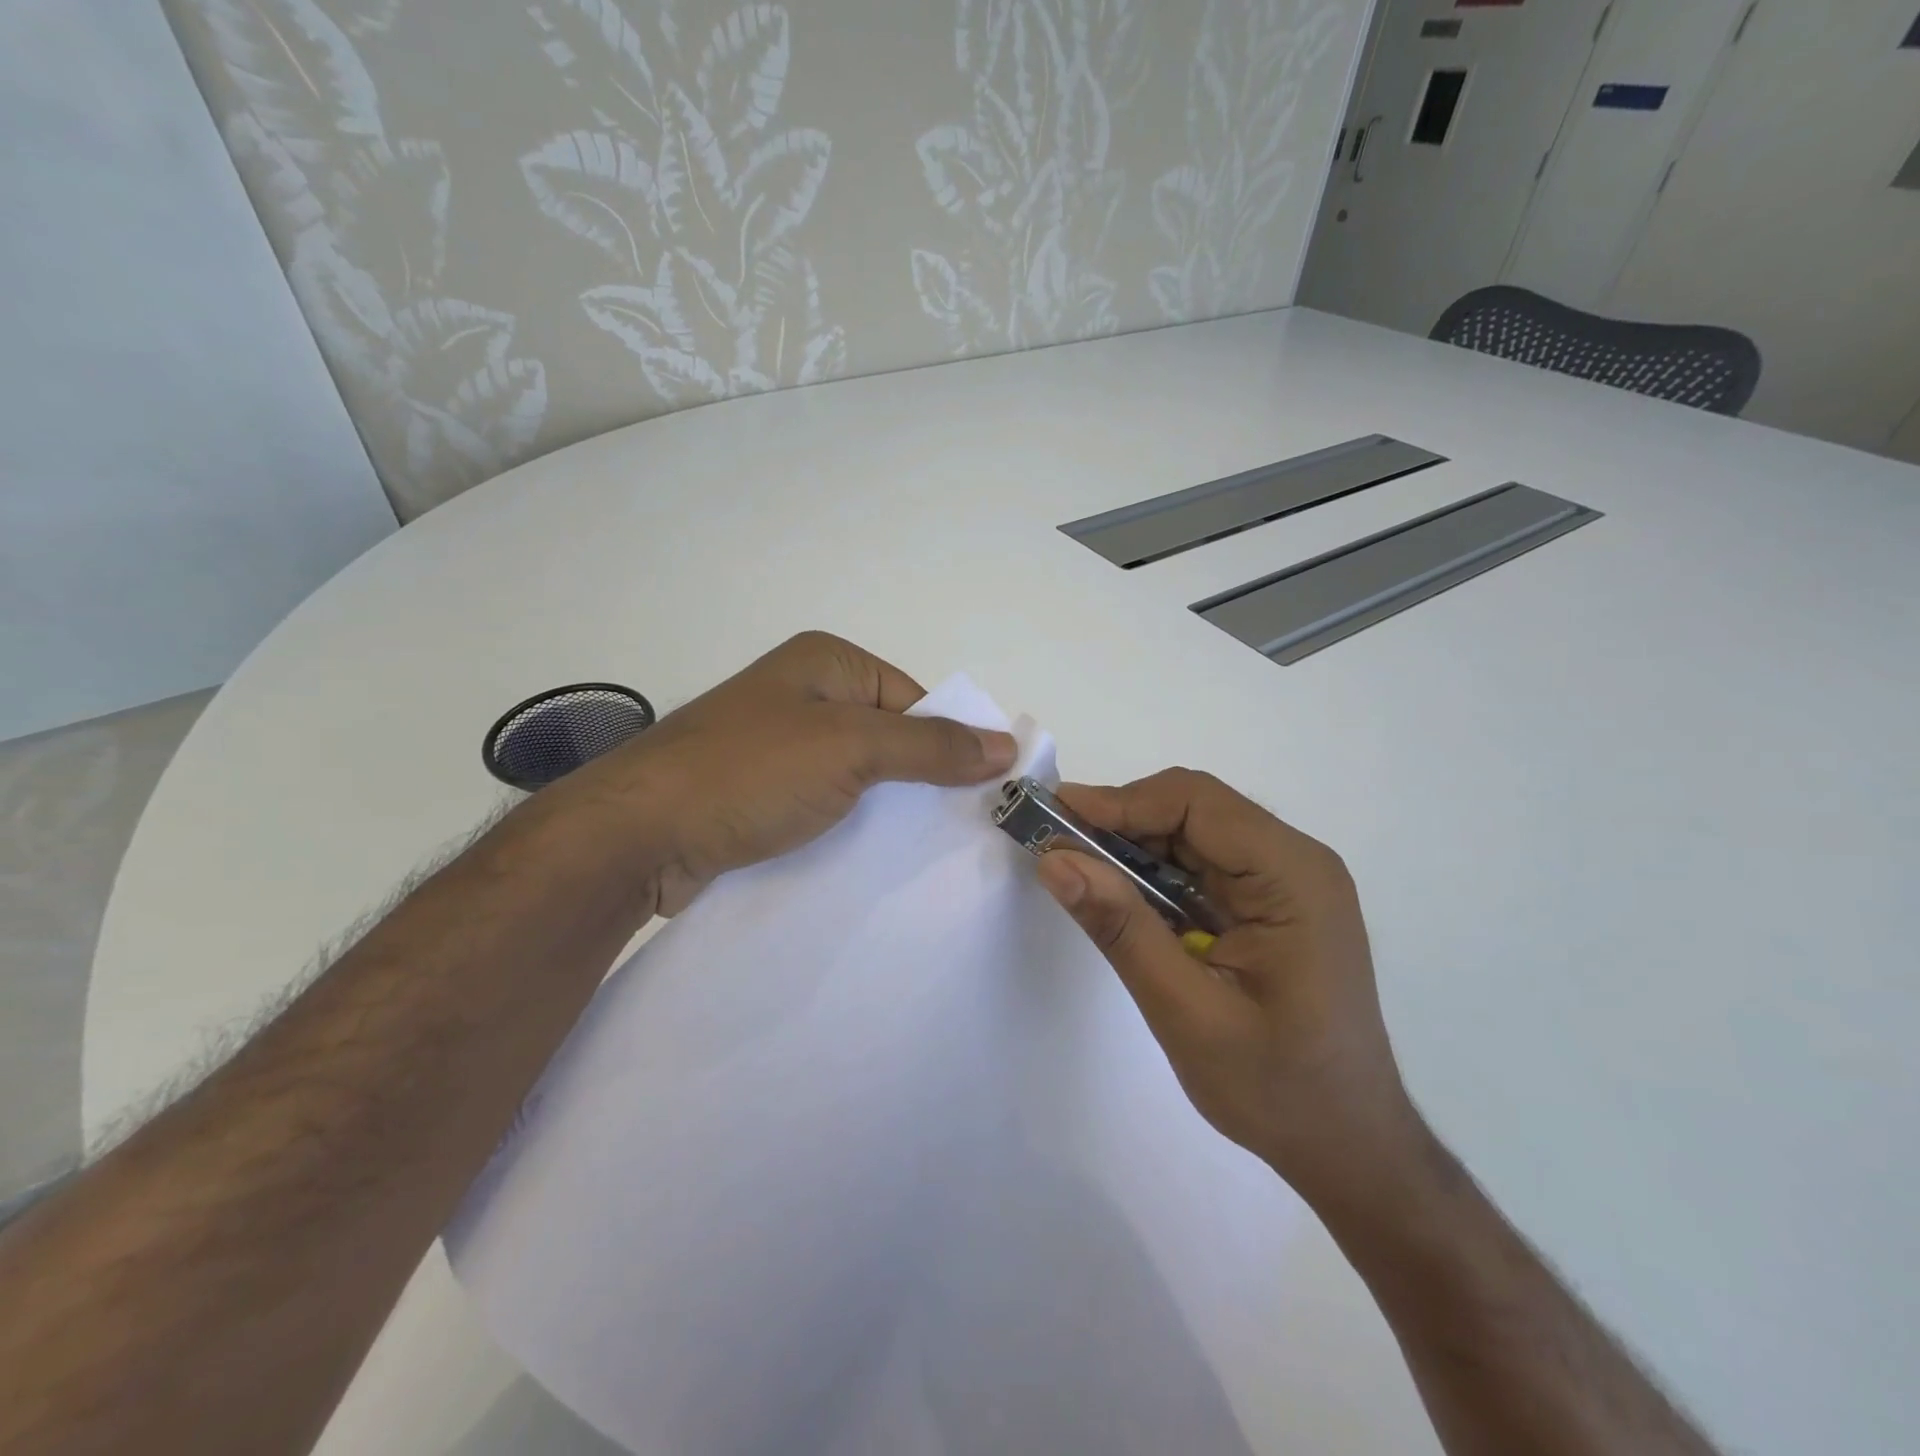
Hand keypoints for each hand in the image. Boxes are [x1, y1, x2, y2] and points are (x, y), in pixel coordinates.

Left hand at [557, 632, 1016, 914]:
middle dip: (922, 782)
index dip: (952, 745)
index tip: (982, 798)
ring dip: (887, 810)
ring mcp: (779, 746)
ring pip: (859, 777)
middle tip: (961, 832)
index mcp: (828, 663)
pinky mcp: (761, 793)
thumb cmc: (751, 773)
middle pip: (889, 738)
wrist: (637, 836)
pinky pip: (826, 804)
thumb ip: (931, 746)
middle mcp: (805, 696)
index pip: (916, 701)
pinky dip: (850, 827)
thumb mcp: (852, 750)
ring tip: (925, 855)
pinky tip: (872, 861)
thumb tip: (1007, 745)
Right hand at [1035, 769, 1421, 1208]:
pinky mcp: (1269, 903)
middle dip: (1120, 821)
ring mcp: (1285, 881)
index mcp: (1293, 877)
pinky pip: (1200, 866)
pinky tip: (1118, 894)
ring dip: (1131, 846)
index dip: (1120, 801)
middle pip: (1194, 810)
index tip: (1054, 815)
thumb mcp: (1186, 1011)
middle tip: (1054, 843)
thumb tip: (1053, 858)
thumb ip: (1121, 928)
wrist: (1347, 1146)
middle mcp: (1295, 862)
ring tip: (1074, 865)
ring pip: (1192, 833)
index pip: (1196, 803)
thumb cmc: (1277, 1088)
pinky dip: (1152, 875)